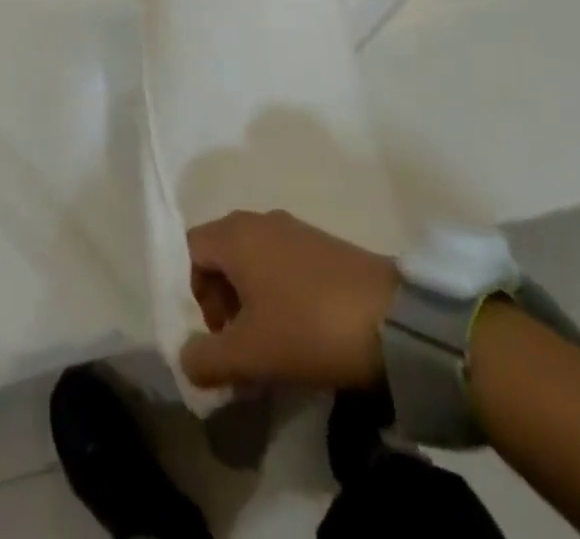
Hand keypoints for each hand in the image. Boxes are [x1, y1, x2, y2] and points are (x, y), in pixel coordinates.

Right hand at [179, 210, 399, 391]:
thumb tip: (185, 358)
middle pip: (221, 253)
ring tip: (272, 342)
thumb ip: (206, 359)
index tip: (219, 334)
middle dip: (221, 299)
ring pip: (253, 258)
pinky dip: (278, 291)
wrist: (393, 320)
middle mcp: (260, 220)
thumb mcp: (249, 354)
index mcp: (235, 233)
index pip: (191, 250)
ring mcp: (295, 228)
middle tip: (241, 344)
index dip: (194, 294)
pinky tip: (300, 329)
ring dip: (250, 298)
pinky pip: (282, 261)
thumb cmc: (307, 328)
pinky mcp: (323, 244)